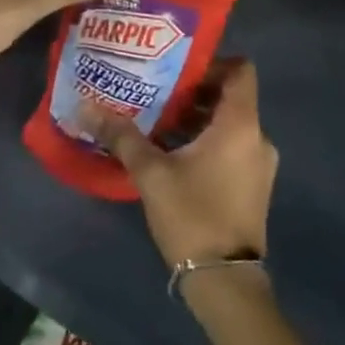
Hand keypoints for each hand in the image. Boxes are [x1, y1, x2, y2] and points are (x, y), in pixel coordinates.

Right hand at [85, 60, 276, 270]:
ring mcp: (258, 164)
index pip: (241, 71)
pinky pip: (231, 146)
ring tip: (157, 118)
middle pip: (231, 97)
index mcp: (240, 126)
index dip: (212, 62)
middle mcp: (257, 138)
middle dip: (193, 91)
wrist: (224, 282)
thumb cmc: (192, 216)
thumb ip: (121, 136)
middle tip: (155, 89)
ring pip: (228, 124)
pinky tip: (171, 151)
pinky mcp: (252, 186)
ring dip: (197, 118)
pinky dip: (206, 140)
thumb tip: (86, 106)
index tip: (177, 67)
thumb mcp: (151, 173)